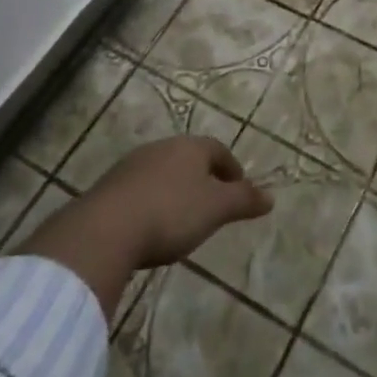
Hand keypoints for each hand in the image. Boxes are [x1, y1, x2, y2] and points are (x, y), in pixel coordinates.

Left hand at [17, 135, 272, 320]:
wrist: (106, 229)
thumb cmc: (171, 213)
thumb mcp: (216, 209)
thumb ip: (243, 201)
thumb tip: (271, 197)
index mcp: (189, 147)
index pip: (218, 149)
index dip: (232, 169)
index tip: (239, 191)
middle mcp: (161, 148)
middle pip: (189, 158)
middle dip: (203, 179)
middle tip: (213, 205)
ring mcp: (131, 165)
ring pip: (163, 173)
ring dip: (176, 191)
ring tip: (182, 219)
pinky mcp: (109, 188)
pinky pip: (140, 190)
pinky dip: (152, 203)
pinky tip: (151, 228)